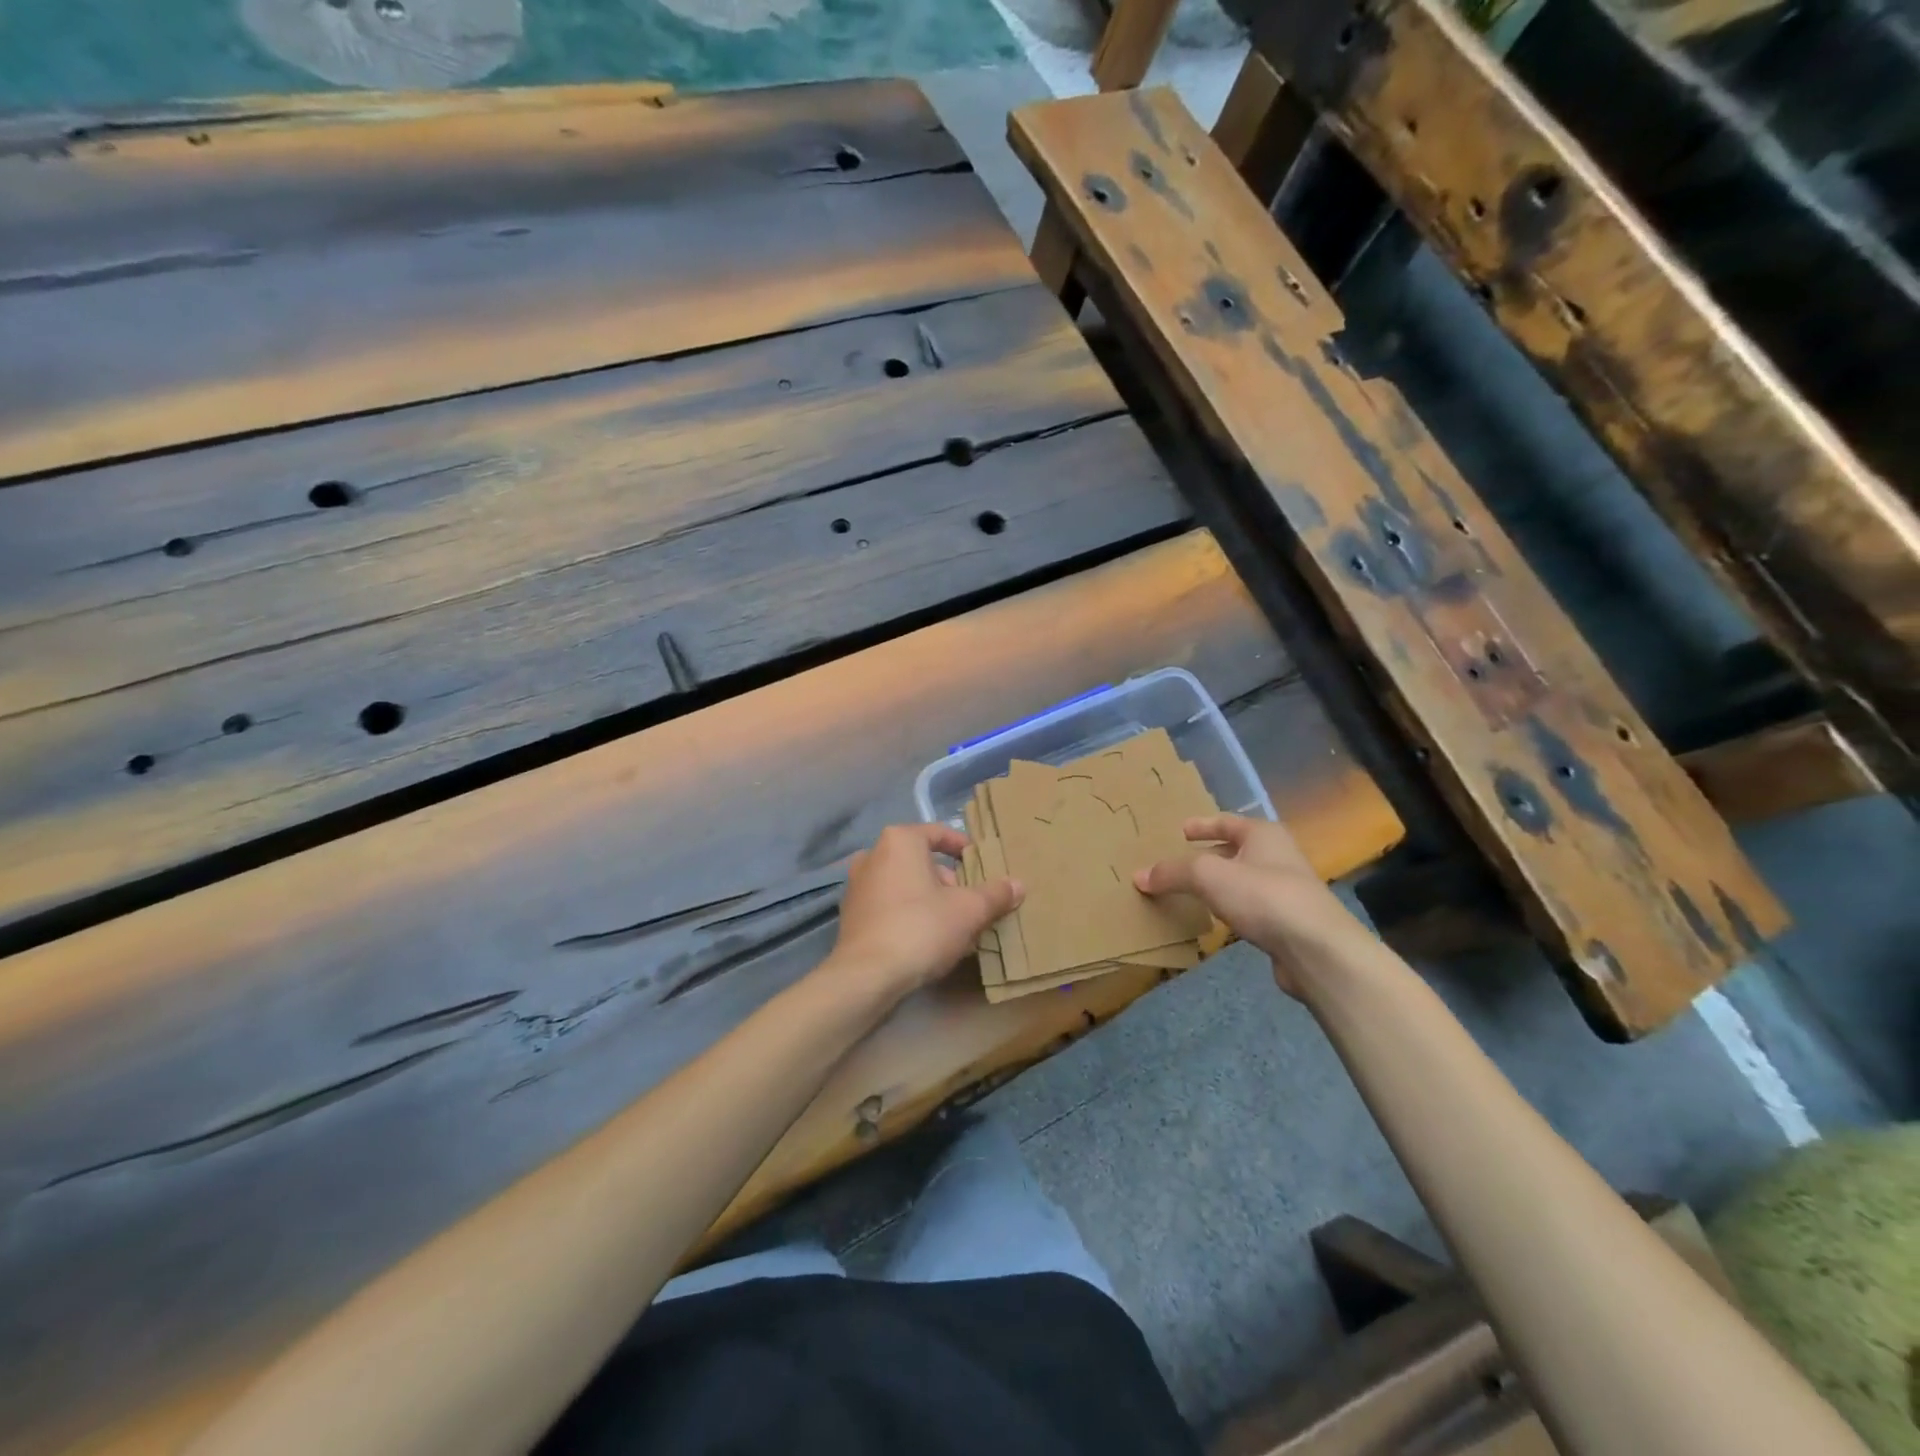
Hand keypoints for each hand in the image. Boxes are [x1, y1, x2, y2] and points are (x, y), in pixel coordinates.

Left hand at [829, 824, 1022, 997]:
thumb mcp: (969, 911)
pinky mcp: (850, 915)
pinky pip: (889, 905)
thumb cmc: (921, 928)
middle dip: (948, 881)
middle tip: (970, 904)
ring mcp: (857, 886)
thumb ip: (995, 894)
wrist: (867, 975)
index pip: (938, 833)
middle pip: (921, 861)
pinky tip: (926, 942)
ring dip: (929, 900)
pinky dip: (908, 915)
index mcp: (899, 841)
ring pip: (905, 885)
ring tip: (953, 928)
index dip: (962, 847)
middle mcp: (872, 855)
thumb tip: (1018, 884)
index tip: (979, 865)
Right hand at [1134, 814, 1363, 995]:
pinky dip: (1230, 909)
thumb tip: (1139, 876)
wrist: (1316, 949)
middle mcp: (1279, 856)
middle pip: (1237, 849)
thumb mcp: (1208, 875)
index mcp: (1264, 834)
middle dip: (1210, 854)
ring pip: (1243, 880)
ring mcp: (1286, 891)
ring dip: (1220, 884)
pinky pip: (1250, 908)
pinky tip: (1216, 920)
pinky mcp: (1287, 923)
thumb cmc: (1263, 896)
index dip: (1202, 825)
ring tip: (1191, 891)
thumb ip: (1172, 872)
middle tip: (1180, 861)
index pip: (1227, 821)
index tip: (1181, 830)